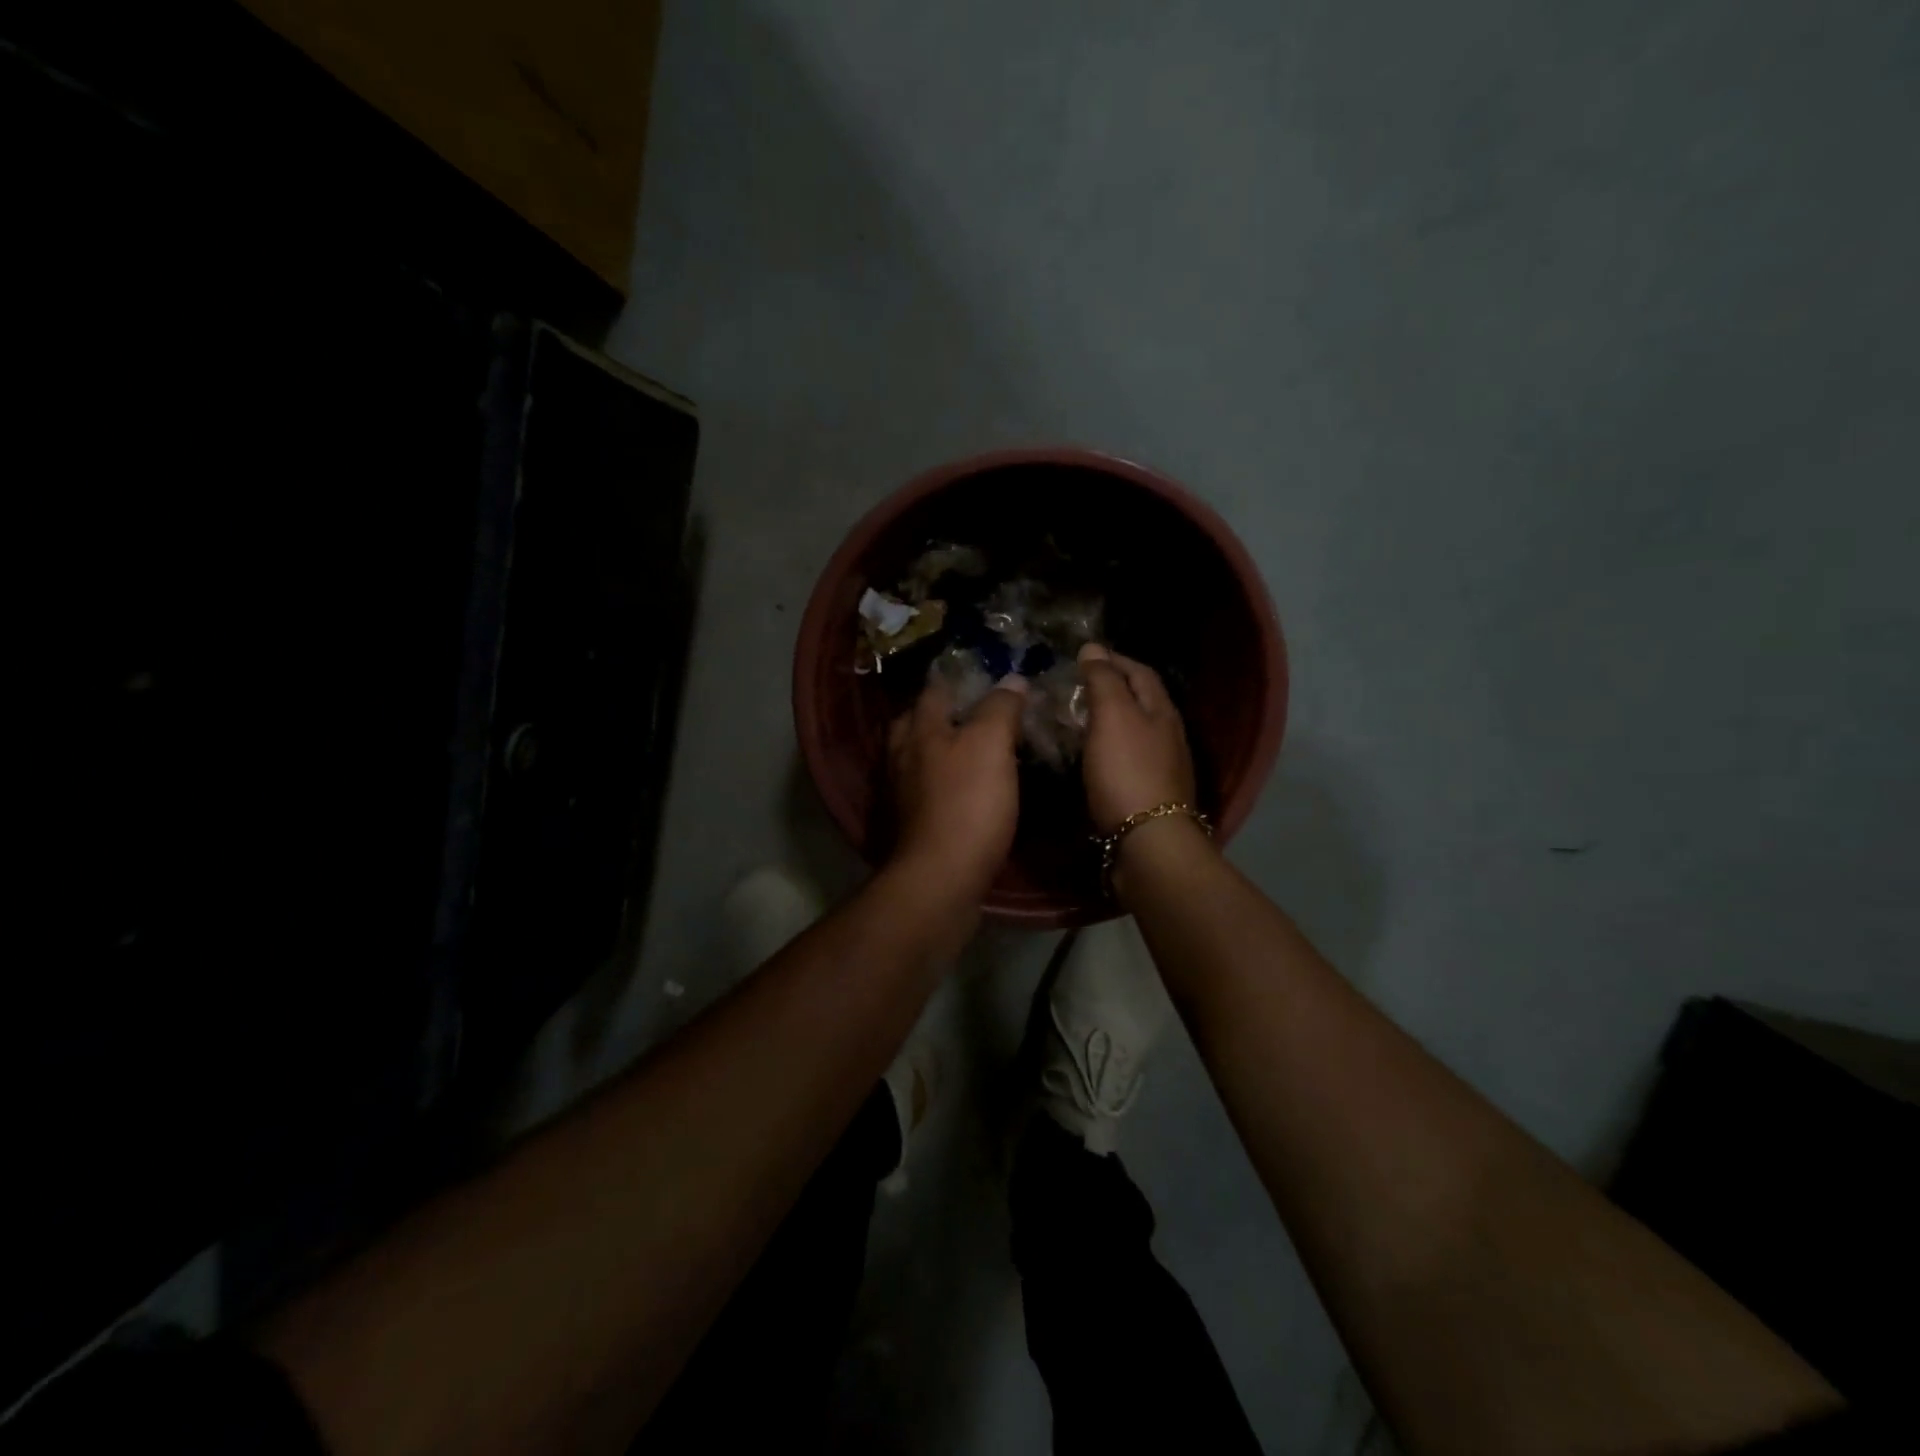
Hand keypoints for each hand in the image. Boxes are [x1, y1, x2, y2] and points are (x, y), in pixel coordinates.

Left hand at [888, 674, 1028, 896]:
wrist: (940, 878)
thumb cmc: (967, 804)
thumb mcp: (990, 744)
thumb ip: (999, 708)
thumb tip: (1011, 678)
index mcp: (920, 729)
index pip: (934, 688)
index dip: (958, 676)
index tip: (986, 672)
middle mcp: (901, 755)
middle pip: (917, 722)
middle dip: (941, 712)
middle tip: (976, 710)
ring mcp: (901, 792)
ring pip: (918, 757)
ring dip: (940, 748)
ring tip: (973, 748)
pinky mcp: (910, 823)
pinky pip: (925, 789)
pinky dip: (942, 782)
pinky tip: (965, 788)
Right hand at [1077, 643, 1196, 832]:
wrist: (1148, 843)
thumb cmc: (1128, 772)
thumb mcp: (1112, 717)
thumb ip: (1103, 680)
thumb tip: (1093, 648)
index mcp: (1161, 711)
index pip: (1140, 672)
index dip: (1113, 660)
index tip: (1083, 657)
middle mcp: (1168, 735)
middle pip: (1141, 701)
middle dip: (1111, 689)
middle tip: (1075, 688)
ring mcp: (1162, 767)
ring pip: (1134, 732)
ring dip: (1108, 721)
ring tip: (1076, 721)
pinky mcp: (1149, 795)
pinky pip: (1127, 760)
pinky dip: (1108, 750)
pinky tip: (1091, 759)